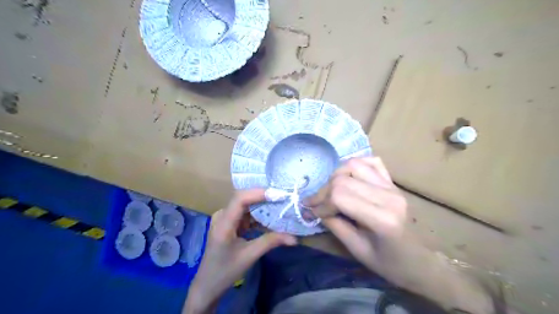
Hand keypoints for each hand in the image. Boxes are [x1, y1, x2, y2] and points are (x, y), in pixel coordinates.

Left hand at [183, 189, 295, 313]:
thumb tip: (294, 238)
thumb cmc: (225, 271)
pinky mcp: (230, 223)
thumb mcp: (249, 256)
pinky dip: (258, 215)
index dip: (259, 193)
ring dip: (263, 206)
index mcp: (223, 223)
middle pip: (244, 199)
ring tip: (281, 205)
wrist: (208, 285)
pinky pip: (246, 214)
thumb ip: (271, 242)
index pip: (240, 199)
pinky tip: (271, 217)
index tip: (278, 195)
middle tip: (284, 198)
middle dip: (264, 197)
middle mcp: (222, 215)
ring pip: (246, 206)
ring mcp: (225, 218)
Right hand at [305, 159, 406, 270]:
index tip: (311, 213)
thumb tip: (315, 209)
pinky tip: (348, 178)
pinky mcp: (393, 182)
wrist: (422, 261)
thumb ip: (335, 225)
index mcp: (382, 218)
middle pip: (343, 179)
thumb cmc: (391, 263)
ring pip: (354, 165)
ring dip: (336, 176)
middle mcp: (388, 195)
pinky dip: (354, 166)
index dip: (321, 204)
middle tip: (316, 205)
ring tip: (330, 191)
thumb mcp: (358, 251)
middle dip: (323, 191)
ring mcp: (392, 185)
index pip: (340, 196)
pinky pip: (371, 162)